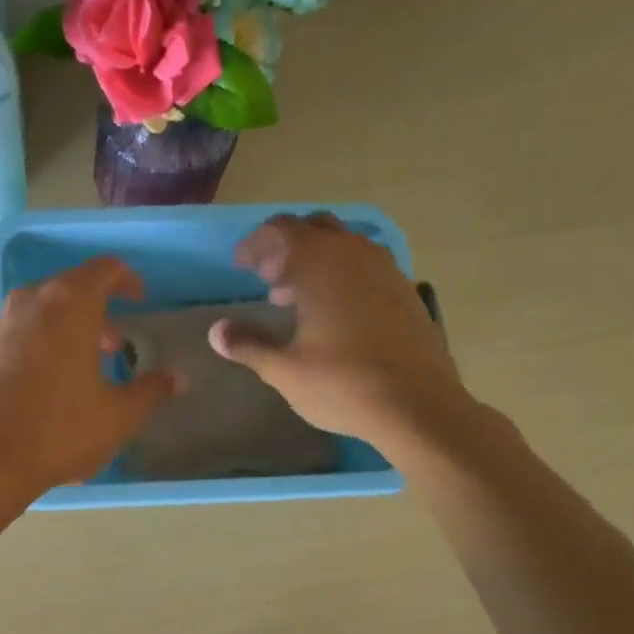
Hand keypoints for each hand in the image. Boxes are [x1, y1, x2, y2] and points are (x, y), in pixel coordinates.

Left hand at [0, 257, 175, 502]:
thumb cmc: (59, 430)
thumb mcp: (118, 416)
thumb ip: (151, 391)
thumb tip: (176, 378)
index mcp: (69, 305)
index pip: (104, 270)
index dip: (127, 280)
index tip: (140, 300)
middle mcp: (29, 303)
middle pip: (69, 289)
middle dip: (96, 311)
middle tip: (114, 345)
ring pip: (38, 311)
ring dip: (64, 327)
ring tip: (79, 365)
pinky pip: (15, 334)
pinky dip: (35, 344)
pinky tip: (41, 382)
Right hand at [209, 213, 470, 451]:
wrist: (418, 406)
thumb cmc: (343, 384)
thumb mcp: (284, 369)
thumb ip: (248, 344)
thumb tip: (215, 332)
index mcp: (320, 264)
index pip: (280, 230)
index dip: (255, 244)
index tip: (240, 265)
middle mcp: (355, 254)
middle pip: (314, 228)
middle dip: (286, 246)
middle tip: (267, 278)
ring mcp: (386, 270)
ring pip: (344, 244)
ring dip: (316, 259)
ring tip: (296, 297)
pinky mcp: (406, 290)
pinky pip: (366, 264)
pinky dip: (343, 274)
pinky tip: (335, 312)